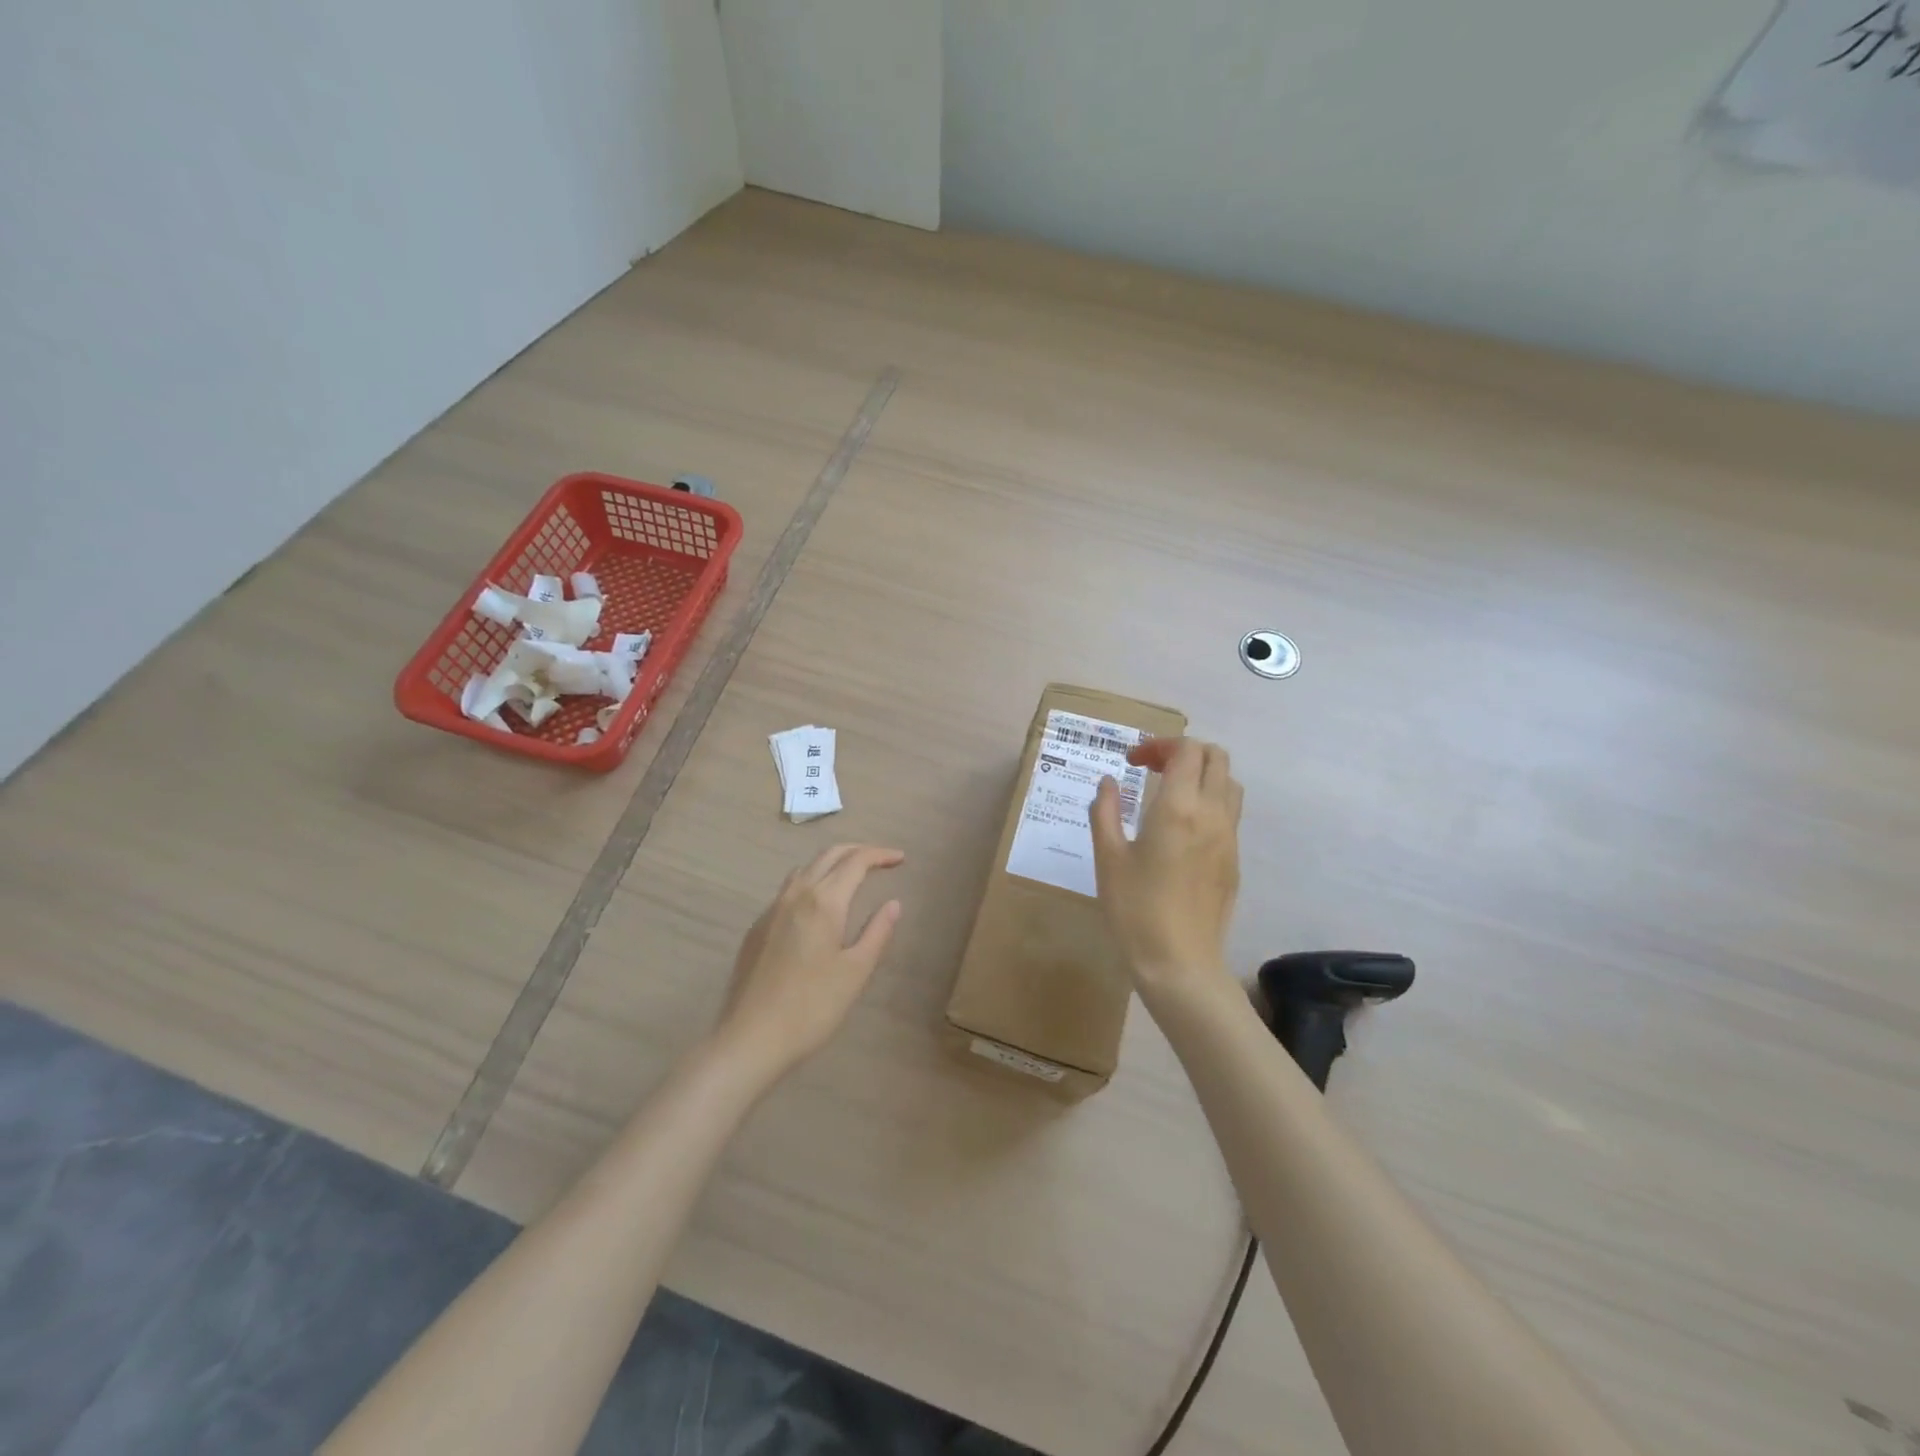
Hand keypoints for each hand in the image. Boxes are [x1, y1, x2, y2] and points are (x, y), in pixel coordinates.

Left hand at [710, 844, 904, 1085]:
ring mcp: (771, 910)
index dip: (880, 855)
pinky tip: (817, 907)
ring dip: (831, 863)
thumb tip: (893, 903)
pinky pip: (788, 890)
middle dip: (857, 851)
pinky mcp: (757, 928)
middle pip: (828, 855)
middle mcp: (796, 895)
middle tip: (880, 860)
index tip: (900, 858)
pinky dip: (811, 882)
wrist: (751, 1037)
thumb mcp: (856, 971)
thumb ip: (877, 931)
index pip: (855, 861)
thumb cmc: (812, 1006)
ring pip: (804, 869)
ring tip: (851, 877)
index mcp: (824, 901)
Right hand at [1090, 737, 1241, 1001]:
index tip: (1132, 762)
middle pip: (1216, 757)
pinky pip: (1230, 813)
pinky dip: (1210, 801)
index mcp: (1179, 808)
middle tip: (1152, 769)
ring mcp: (1229, 838)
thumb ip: (1106, 811)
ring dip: (1202, 774)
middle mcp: (1212, 814)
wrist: (1180, 963)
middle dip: (1184, 752)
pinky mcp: (1235, 860)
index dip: (1159, 745)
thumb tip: (1109, 782)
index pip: (1186, 750)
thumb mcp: (1108, 858)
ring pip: (1229, 783)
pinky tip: (1182, 828)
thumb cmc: (1135, 910)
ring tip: (1170, 793)